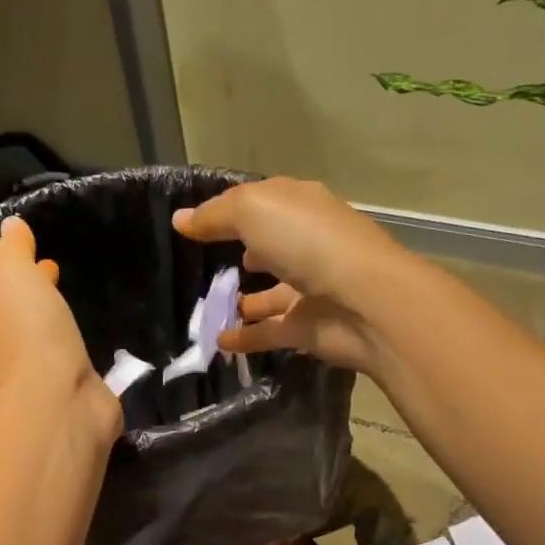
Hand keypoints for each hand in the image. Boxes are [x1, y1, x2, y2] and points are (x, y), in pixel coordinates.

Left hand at [0, 217, 120, 442]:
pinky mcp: (91, 398)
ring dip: (70, 329)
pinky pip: (94, 372)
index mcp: (12, 322)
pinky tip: (116, 356)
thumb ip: (14, 254)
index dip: (32, 274)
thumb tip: (10, 225)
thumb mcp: (15, 281)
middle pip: (40, 319)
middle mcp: (32, 352)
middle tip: (64, 279)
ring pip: (65, 345)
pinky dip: (99, 360)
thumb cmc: (36, 336)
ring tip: (91, 314)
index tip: (49, 261)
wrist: (62, 401)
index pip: (20, 292)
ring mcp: (62, 378)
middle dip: (47, 299)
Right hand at [171, 178, 411, 372]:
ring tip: (208, 307)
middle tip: (207, 263)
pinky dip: (246, 336)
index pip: (262, 202)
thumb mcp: (253, 211)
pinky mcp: (308, 329)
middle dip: (245, 252)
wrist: (363, 301)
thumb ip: (215, 216)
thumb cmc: (308, 242)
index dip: (230, 209)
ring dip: (245, 300)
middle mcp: (307, 245)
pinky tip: (218, 341)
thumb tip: (181, 219)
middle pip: (271, 247)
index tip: (196, 223)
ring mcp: (310, 289)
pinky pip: (270, 332)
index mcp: (300, 207)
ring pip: (271, 293)